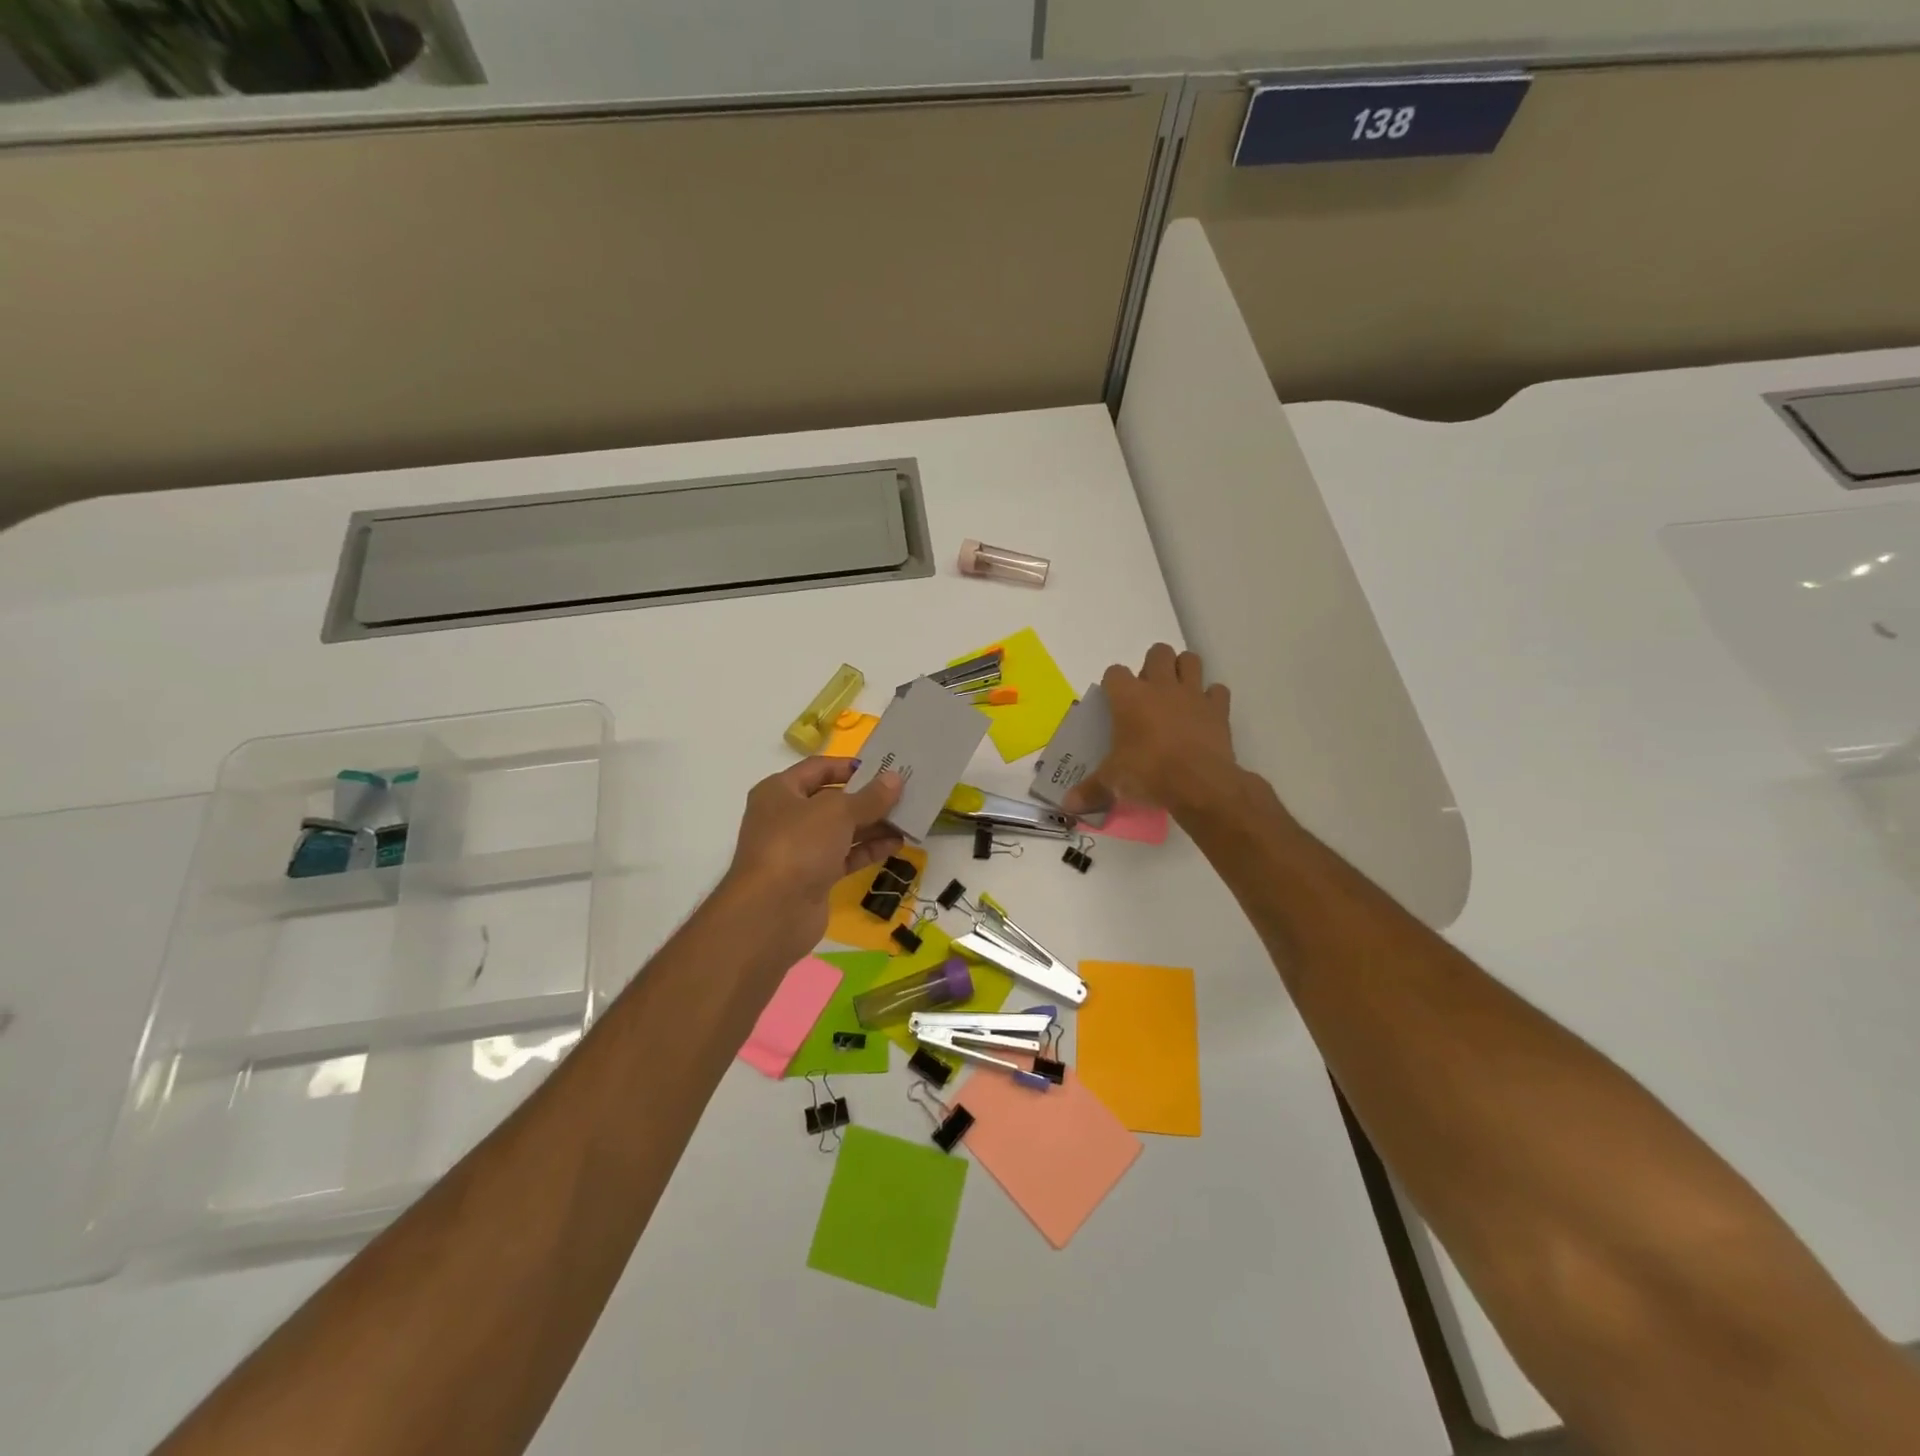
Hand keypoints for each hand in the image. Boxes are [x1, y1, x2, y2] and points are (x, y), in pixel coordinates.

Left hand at [723, 757, 903, 949]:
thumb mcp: (838, 812)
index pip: (817, 768)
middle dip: (867, 798)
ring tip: (908, 819)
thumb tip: (895, 778)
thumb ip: (870, 797)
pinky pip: (845, 856)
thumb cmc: (799, 845)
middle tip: (903, 794)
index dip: (849, 766)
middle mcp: (786, 817)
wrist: (773, 912)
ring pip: (841, 830)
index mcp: (780, 791)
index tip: (882, 768)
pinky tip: (896, 845)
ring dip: (873, 825)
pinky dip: (868, 850)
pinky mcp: (813, 877)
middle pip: (832, 800)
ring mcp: (799, 850)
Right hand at [1064, 644, 1243, 819]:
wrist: (1199, 783)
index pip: (1114, 672)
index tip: (1113, 700)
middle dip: (1153, 665)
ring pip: (1190, 660)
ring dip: (1183, 670)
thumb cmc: (1148, 773)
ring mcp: (1192, 694)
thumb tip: (1069, 805)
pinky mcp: (1218, 709)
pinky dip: (1212, 698)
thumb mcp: (1113, 781)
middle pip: (1158, 652)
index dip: (1113, 684)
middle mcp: (1161, 686)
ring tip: (1176, 692)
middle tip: (1148, 692)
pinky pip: (1217, 691)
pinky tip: (1204, 713)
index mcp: (1129, 697)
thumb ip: (1091, 789)